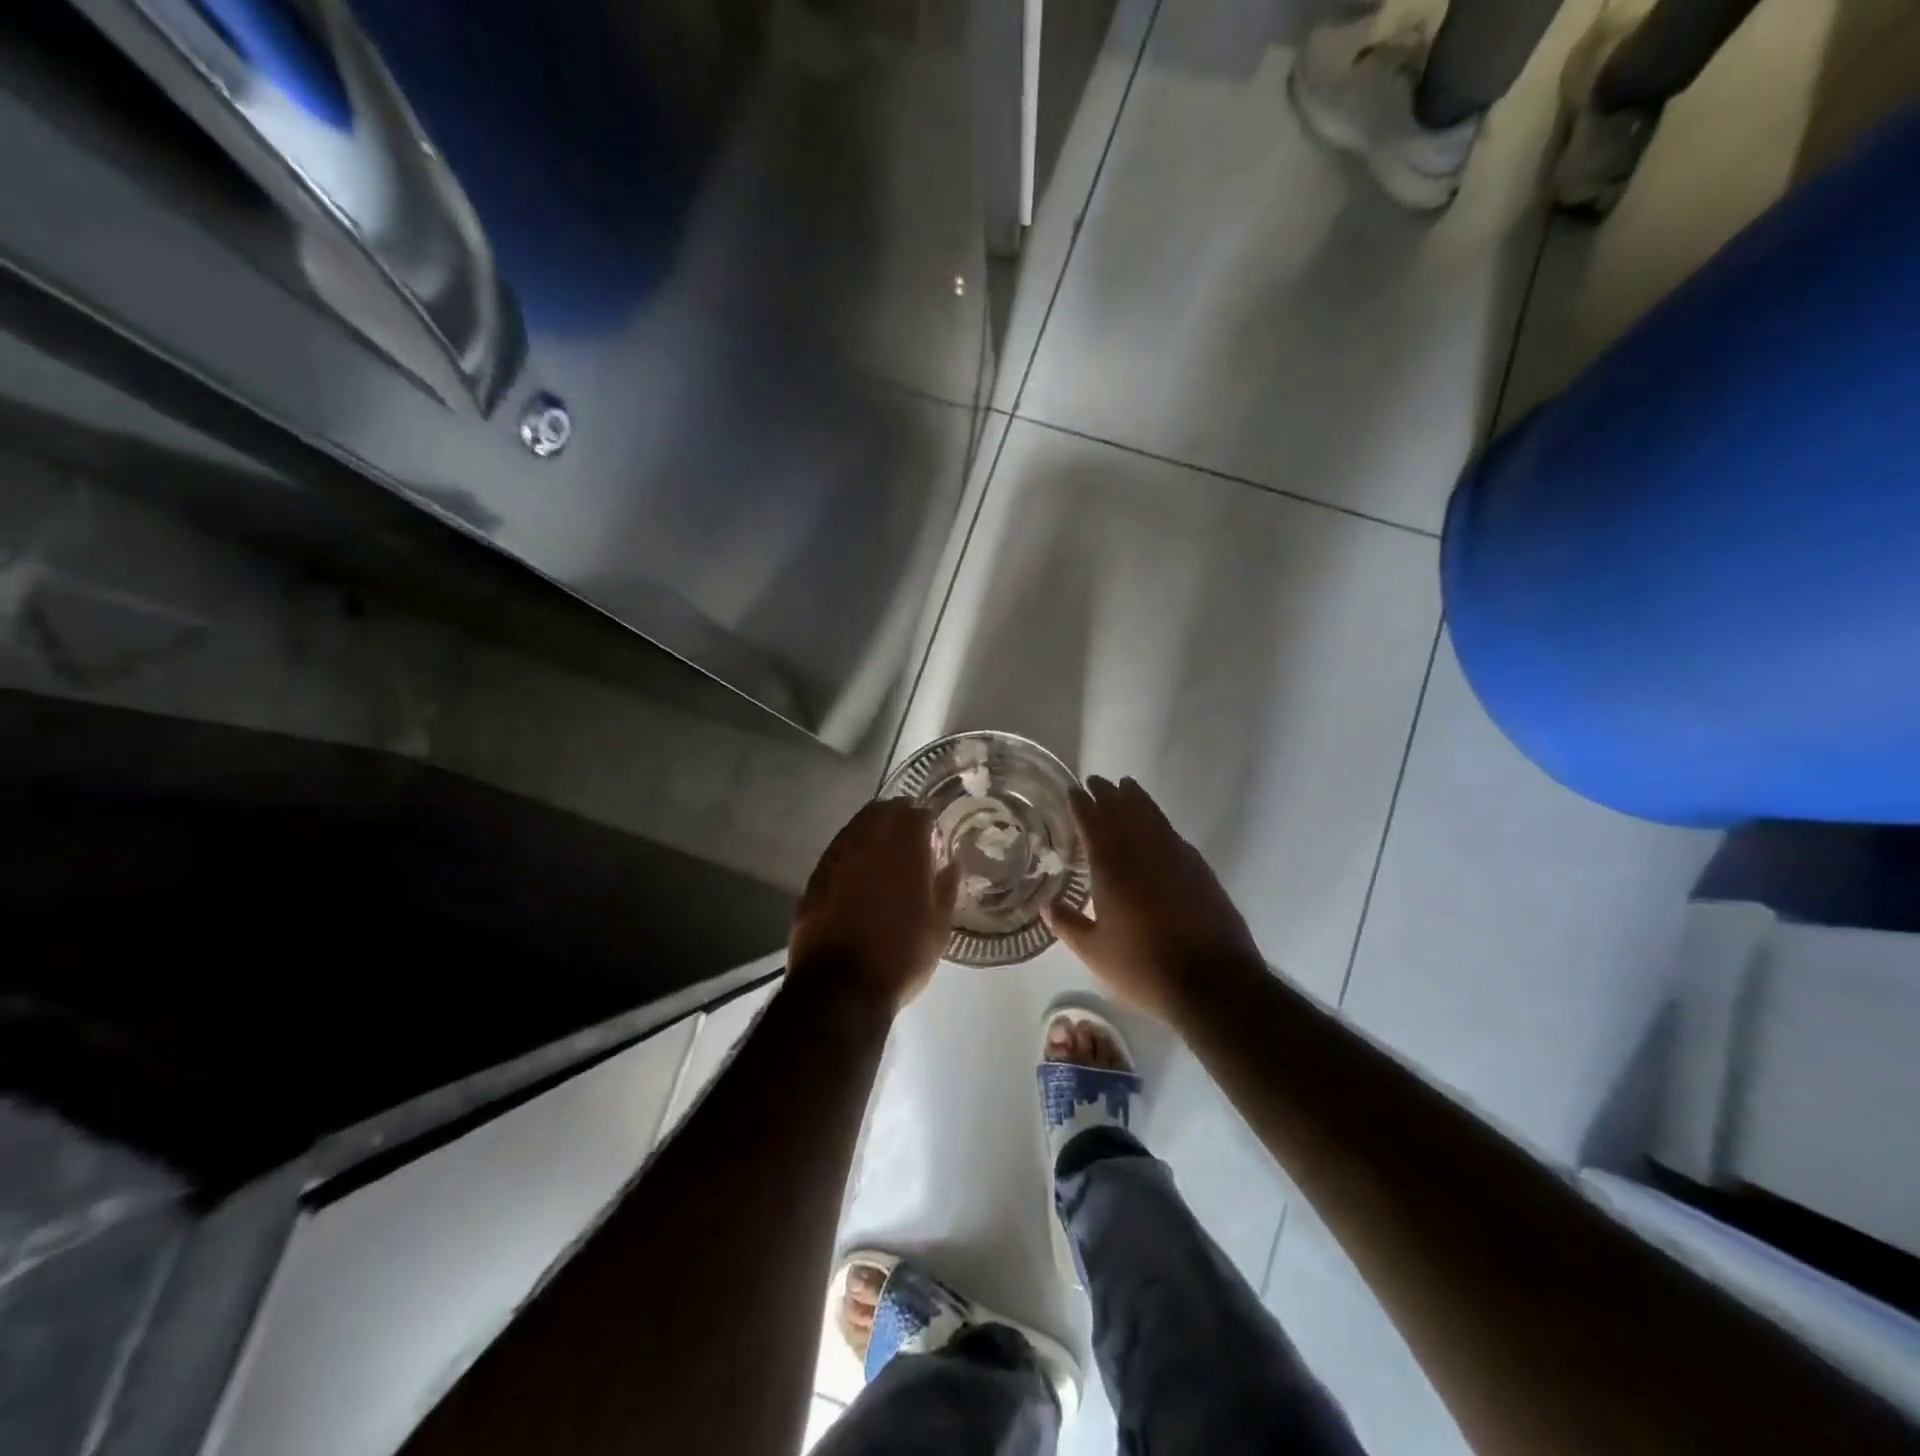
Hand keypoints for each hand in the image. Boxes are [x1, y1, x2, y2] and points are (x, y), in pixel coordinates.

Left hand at [790, 799, 959, 1013]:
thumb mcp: (938, 930)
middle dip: (898, 816)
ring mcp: (838, 857)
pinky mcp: (816, 876)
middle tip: (909, 835)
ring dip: (872, 828)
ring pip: (857, 825)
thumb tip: (951, 864)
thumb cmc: (900, 959)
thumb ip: (946, 890)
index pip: (917, 815)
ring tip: (883, 848)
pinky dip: (851, 849)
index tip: (933, 836)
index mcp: (905, 851)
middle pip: (883, 811)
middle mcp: (869, 844)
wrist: (840, 989)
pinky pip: (837, 848)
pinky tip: (857, 867)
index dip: (927, 822)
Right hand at [1044, 776, 1264, 1022]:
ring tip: (1126, 785)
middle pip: (1122, 812)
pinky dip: (1159, 820)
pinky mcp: (1199, 869)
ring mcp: (1175, 857)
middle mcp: (1142, 853)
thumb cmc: (1144, 967)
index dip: (1082, 805)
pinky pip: (1172, 833)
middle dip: (1107, 794)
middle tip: (1096, 781)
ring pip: (1151, 817)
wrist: (1213, 981)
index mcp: (1111, 869)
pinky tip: (1156, 823)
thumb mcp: (1094, 952)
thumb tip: (1045, 905)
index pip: (1093, 825)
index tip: (1074, 790)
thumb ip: (1067, 925)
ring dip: (1136, 799)